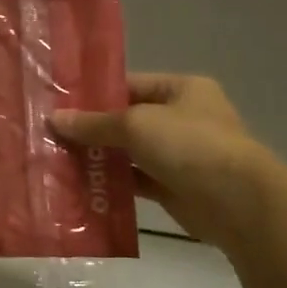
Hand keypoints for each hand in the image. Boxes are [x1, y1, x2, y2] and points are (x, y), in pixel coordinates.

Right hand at [52, 74, 281, 247]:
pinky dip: (111, 182)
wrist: (237, 202)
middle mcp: (182, 118)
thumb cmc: (189, 145)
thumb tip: (53, 119)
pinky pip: (134, 180)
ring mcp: (179, 154)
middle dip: (91, 128)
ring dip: (98, 156)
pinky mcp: (173, 186)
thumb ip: (93, 123)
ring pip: (128, 151)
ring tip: (57, 158)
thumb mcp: (135, 125)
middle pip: (126, 119)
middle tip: (49, 133)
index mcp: (181, 89)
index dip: (94, 94)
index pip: (129, 85)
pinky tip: (79, 184)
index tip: (58, 104)